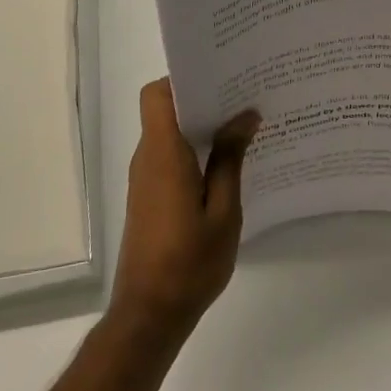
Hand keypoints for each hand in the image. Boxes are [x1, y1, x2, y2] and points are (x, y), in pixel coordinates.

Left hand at [110, 79, 259, 338]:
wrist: (149, 314)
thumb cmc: (189, 262)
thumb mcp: (223, 211)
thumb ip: (231, 160)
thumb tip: (245, 115)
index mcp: (163, 153)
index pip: (157, 94)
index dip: (183, 78)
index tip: (221, 76)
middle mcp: (148, 158)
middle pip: (166, 109)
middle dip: (203, 97)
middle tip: (245, 95)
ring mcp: (145, 178)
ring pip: (170, 132)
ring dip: (201, 125)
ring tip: (244, 124)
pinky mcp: (149, 196)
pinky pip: (170, 156)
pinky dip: (195, 149)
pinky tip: (228, 162)